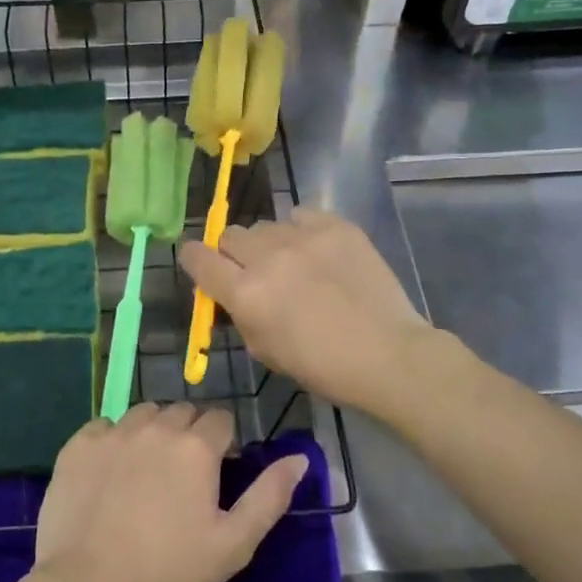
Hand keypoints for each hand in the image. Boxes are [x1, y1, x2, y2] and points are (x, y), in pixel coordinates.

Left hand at [32, 404, 307, 581]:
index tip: (215, 474)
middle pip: (182, 413)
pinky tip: (110, 475)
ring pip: (144, 414)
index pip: (220, 420)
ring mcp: (113, 432)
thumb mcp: (233, 544)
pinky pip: (104, 427)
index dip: (222, 444)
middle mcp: (156, 426)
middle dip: (189, 435)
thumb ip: (270, 496)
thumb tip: (299, 458)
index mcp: (196, 446)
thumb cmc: (168, 572)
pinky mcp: (78, 445)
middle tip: (181, 478)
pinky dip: (112, 441)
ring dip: (152, 433)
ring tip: (145, 473)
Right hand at [178, 208, 427, 416]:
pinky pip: (300, 215)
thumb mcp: (265, 350)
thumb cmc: (322, 366)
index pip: (198, 258)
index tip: (199, 262)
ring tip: (292, 263)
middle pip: (230, 235)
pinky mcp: (335, 226)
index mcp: (245, 293)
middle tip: (253, 271)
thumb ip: (239, 315)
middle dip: (233, 253)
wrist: (387, 352)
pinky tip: (315, 250)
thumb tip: (228, 292)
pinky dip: (300, 230)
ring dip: (268, 244)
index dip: (193, 258)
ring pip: (266, 226)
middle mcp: (267, 257)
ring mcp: (303, 237)